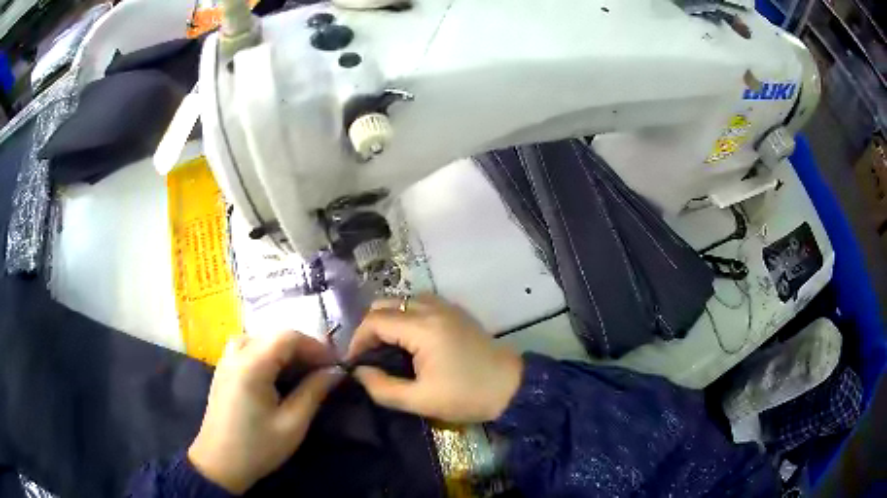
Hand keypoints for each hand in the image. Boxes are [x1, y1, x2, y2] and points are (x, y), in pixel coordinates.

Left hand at [188, 332, 342, 494]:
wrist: (219, 464)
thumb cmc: (258, 447)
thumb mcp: (292, 424)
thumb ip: (314, 392)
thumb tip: (336, 372)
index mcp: (252, 365)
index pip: (288, 337)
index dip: (316, 346)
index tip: (337, 364)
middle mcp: (236, 354)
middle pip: (274, 335)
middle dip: (303, 348)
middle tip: (324, 369)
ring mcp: (226, 360)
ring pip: (260, 339)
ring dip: (284, 350)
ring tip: (302, 370)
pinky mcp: (223, 370)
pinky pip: (248, 348)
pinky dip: (268, 353)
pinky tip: (277, 373)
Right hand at [347, 295, 522, 422]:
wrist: (512, 387)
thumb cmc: (467, 396)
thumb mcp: (420, 400)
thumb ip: (382, 388)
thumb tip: (360, 372)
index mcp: (422, 327)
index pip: (374, 321)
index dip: (357, 340)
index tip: (354, 363)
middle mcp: (431, 308)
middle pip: (385, 305)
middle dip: (369, 329)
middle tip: (368, 356)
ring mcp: (445, 306)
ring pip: (402, 302)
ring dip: (387, 321)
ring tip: (385, 350)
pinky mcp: (455, 311)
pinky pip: (419, 305)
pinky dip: (405, 318)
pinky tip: (408, 342)